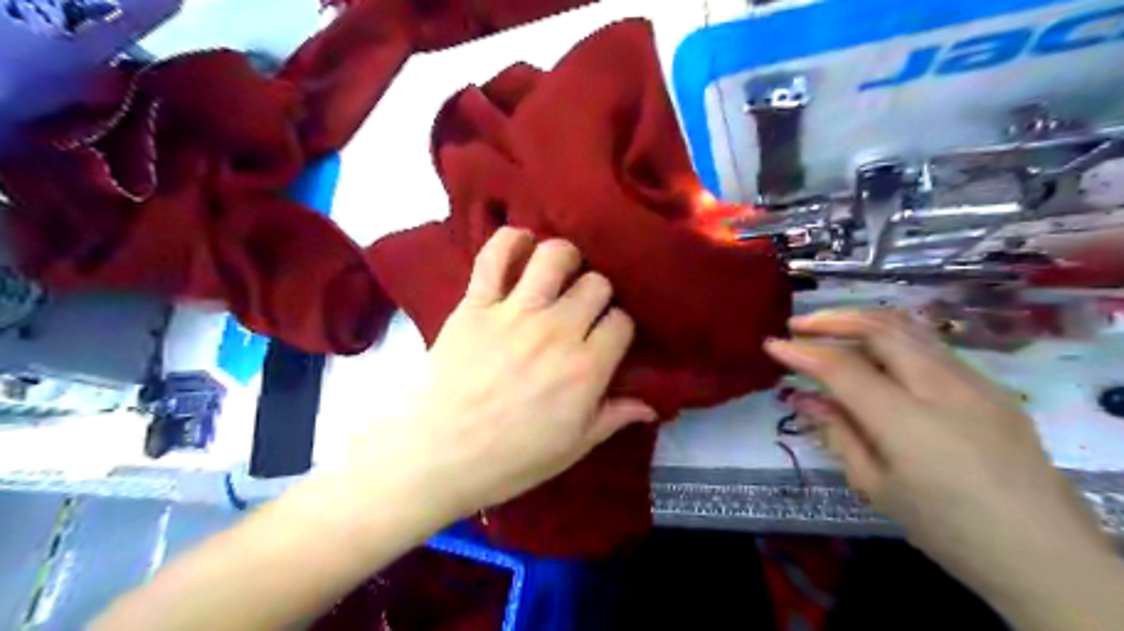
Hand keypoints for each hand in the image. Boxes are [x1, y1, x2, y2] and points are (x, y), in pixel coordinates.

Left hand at [348, 228, 655, 518]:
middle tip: (583, 310)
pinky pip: (494, 256)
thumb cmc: (510, 458)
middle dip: (597, 294)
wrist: (437, 454)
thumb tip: (652, 406)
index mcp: (586, 368)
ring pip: (555, 256)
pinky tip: (520, 244)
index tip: (608, 338)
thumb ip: (614, 417)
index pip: (622, 323)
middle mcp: (557, 330)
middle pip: (596, 284)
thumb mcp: (573, 447)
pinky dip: (509, 241)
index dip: (619, 328)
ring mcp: (515, 312)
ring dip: (565, 258)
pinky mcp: (476, 304)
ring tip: (560, 273)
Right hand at [759, 309, 1109, 604]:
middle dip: (831, 320)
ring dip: (861, 319)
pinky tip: (873, 349)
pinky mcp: (988, 385)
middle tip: (797, 326)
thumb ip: (837, 433)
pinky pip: (930, 344)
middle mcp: (941, 387)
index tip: (772, 345)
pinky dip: (891, 335)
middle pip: (879, 328)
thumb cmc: (947, 528)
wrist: (1044, 554)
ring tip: (829, 325)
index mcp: (908, 421)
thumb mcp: (877, 487)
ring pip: (909, 327)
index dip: (802, 352)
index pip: (842, 368)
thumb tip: (804, 397)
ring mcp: (972, 381)